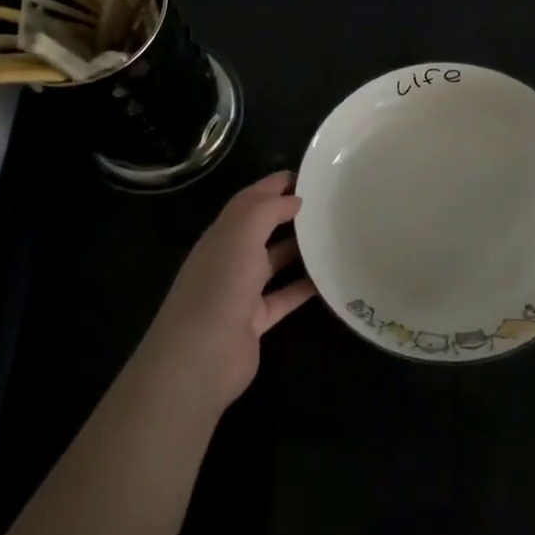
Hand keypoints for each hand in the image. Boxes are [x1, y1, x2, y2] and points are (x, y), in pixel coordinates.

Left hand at [140, 172, 312, 410]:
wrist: (199, 360)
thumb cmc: (219, 288)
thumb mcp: (240, 236)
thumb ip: (266, 210)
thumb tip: (294, 198)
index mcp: (222, 235)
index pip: (249, 201)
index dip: (274, 185)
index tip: (309, 175)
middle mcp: (230, 259)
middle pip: (262, 229)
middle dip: (289, 213)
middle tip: (328, 203)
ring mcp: (242, 292)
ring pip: (274, 262)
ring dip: (300, 248)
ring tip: (334, 234)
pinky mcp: (256, 321)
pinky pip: (285, 297)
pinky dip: (305, 287)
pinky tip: (330, 278)